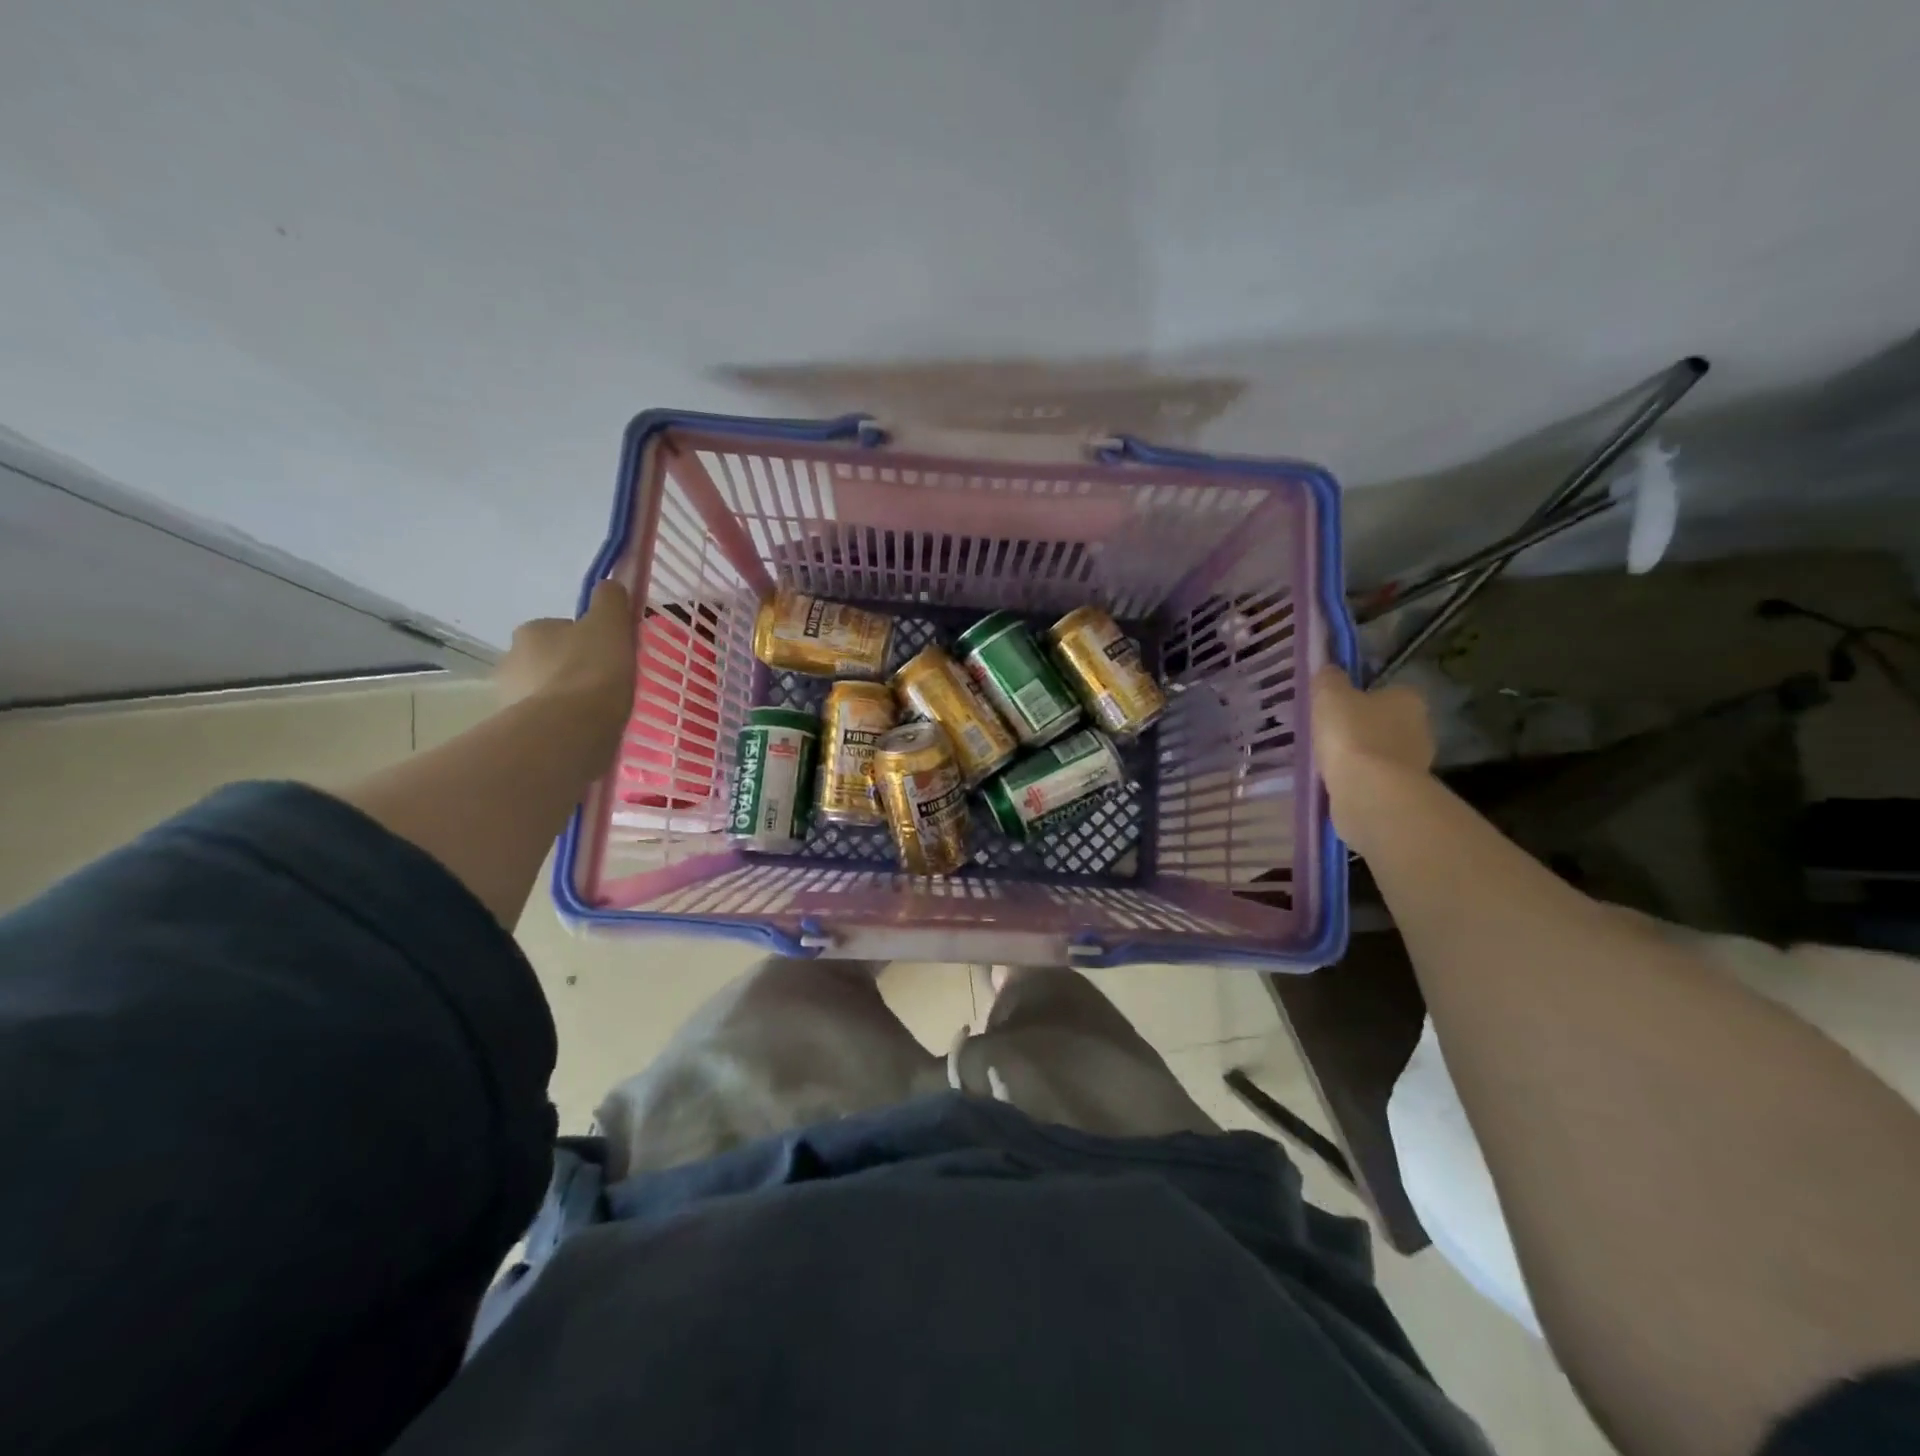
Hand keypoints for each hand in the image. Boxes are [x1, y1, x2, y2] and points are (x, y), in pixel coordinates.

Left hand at [496, 582, 635, 733]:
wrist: (570, 728)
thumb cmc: (592, 670)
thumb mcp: (610, 624)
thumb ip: (610, 601)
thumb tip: (608, 586)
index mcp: (531, 630)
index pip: (562, 630)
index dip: (588, 642)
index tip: (609, 657)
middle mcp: (510, 659)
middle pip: (550, 661)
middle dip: (571, 671)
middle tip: (604, 687)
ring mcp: (508, 697)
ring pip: (545, 692)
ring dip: (565, 700)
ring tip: (596, 715)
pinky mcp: (515, 730)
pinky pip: (544, 721)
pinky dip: (561, 724)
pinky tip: (583, 733)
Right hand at [1310, 665, 1433, 845]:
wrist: (1369, 792)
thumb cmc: (1351, 734)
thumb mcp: (1329, 694)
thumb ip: (1329, 678)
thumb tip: (1329, 671)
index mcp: (1408, 699)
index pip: (1385, 691)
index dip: (1360, 698)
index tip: (1336, 709)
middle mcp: (1421, 728)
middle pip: (1385, 723)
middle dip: (1361, 729)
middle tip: (1329, 735)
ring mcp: (1416, 763)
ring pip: (1381, 753)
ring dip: (1360, 757)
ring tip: (1327, 762)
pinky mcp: (1404, 792)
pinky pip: (1376, 779)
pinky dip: (1359, 779)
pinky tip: (1337, 783)